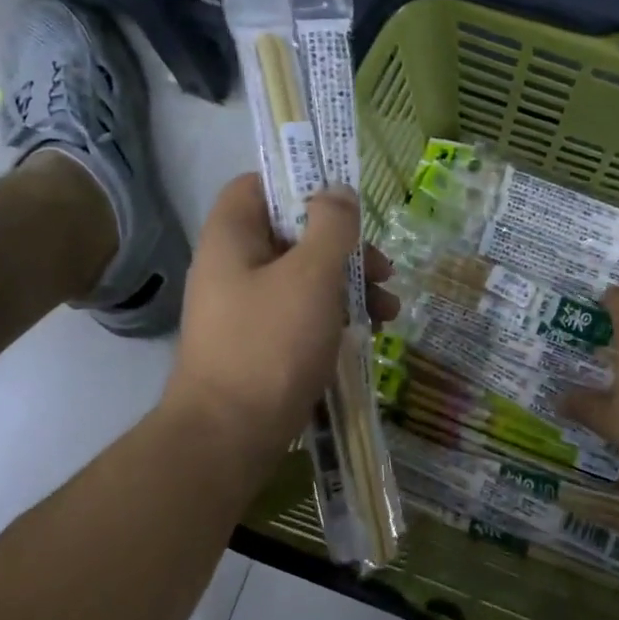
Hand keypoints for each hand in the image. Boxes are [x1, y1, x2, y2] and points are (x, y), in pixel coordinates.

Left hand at [164, 174, 396, 461]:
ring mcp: (245, 309)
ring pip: (303, 278)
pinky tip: (368, 335)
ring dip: (349, 285)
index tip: (345, 202)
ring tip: (390, 310)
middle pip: (292, 234)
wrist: (229, 436)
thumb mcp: (311, 276)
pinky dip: (333, 317)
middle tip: (384, 268)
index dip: (301, 183)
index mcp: (232, 237)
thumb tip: (338, 192)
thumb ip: (331, 226)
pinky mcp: (259, 345)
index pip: (258, 184)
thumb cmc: (271, 345)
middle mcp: (233, 267)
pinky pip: (300, 314)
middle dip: (344, 247)